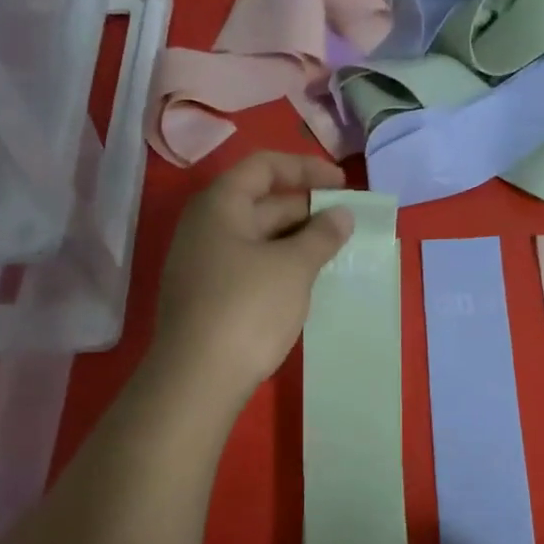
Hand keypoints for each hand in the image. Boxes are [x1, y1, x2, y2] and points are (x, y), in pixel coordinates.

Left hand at [152, 152, 352, 409]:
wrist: (198, 377)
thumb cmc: (248, 308)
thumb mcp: (293, 267)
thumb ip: (322, 235)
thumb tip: (341, 215)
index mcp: (219, 205)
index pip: (263, 166)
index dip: (305, 168)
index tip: (342, 184)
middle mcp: (205, 227)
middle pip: (260, 202)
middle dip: (305, 208)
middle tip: (345, 224)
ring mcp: (202, 264)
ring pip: (256, 238)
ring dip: (295, 240)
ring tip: (332, 253)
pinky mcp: (207, 297)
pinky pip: (248, 266)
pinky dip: (279, 266)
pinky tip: (304, 283)